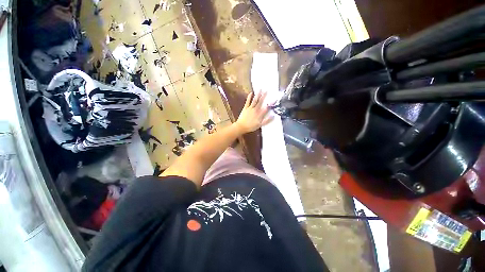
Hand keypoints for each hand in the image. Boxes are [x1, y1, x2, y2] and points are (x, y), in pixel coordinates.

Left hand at [235, 92, 272, 133]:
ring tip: (260, 89)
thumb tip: (273, 116)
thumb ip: (266, 120)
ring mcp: (250, 108)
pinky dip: (249, 97)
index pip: (267, 107)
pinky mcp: (245, 108)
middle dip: (264, 96)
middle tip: (267, 90)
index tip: (275, 99)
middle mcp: (255, 109)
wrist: (241, 126)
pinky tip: (251, 93)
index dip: (271, 103)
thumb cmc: (251, 126)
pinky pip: (247, 102)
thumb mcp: (260, 125)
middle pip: (260, 102)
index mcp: (259, 114)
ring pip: (255, 100)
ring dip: (258, 95)